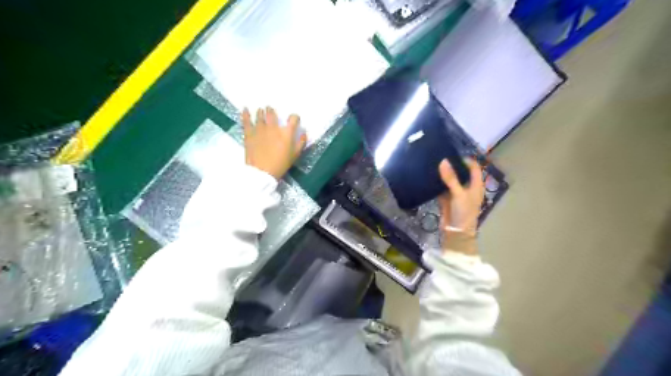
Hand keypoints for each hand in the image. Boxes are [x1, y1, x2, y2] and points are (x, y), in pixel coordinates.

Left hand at [243, 106, 307, 178]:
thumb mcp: (295, 155)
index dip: (294, 118)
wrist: (262, 172)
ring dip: (261, 112)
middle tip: (271, 110)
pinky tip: (245, 109)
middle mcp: (273, 127)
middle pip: (272, 113)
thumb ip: (301, 143)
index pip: (293, 119)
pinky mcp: (249, 133)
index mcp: (286, 133)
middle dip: (272, 111)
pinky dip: (246, 114)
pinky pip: (247, 120)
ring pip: (260, 115)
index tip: (294, 119)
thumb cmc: (281, 164)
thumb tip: (304, 133)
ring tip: (261, 110)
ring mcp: (260, 129)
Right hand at [439, 157, 484, 239]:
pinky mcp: (446, 198)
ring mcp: (456, 193)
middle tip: (441, 155)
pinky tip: (429, 175)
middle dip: (452, 165)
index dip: (466, 160)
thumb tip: (443, 160)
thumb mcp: (459, 193)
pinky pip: (441, 187)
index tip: (453, 153)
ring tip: (433, 162)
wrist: (456, 232)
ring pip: (450, 180)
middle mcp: (467, 187)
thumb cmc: (464, 212)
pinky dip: (436, 182)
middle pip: (461, 172)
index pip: (473, 167)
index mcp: (476, 185)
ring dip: (443, 173)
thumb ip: (451, 178)